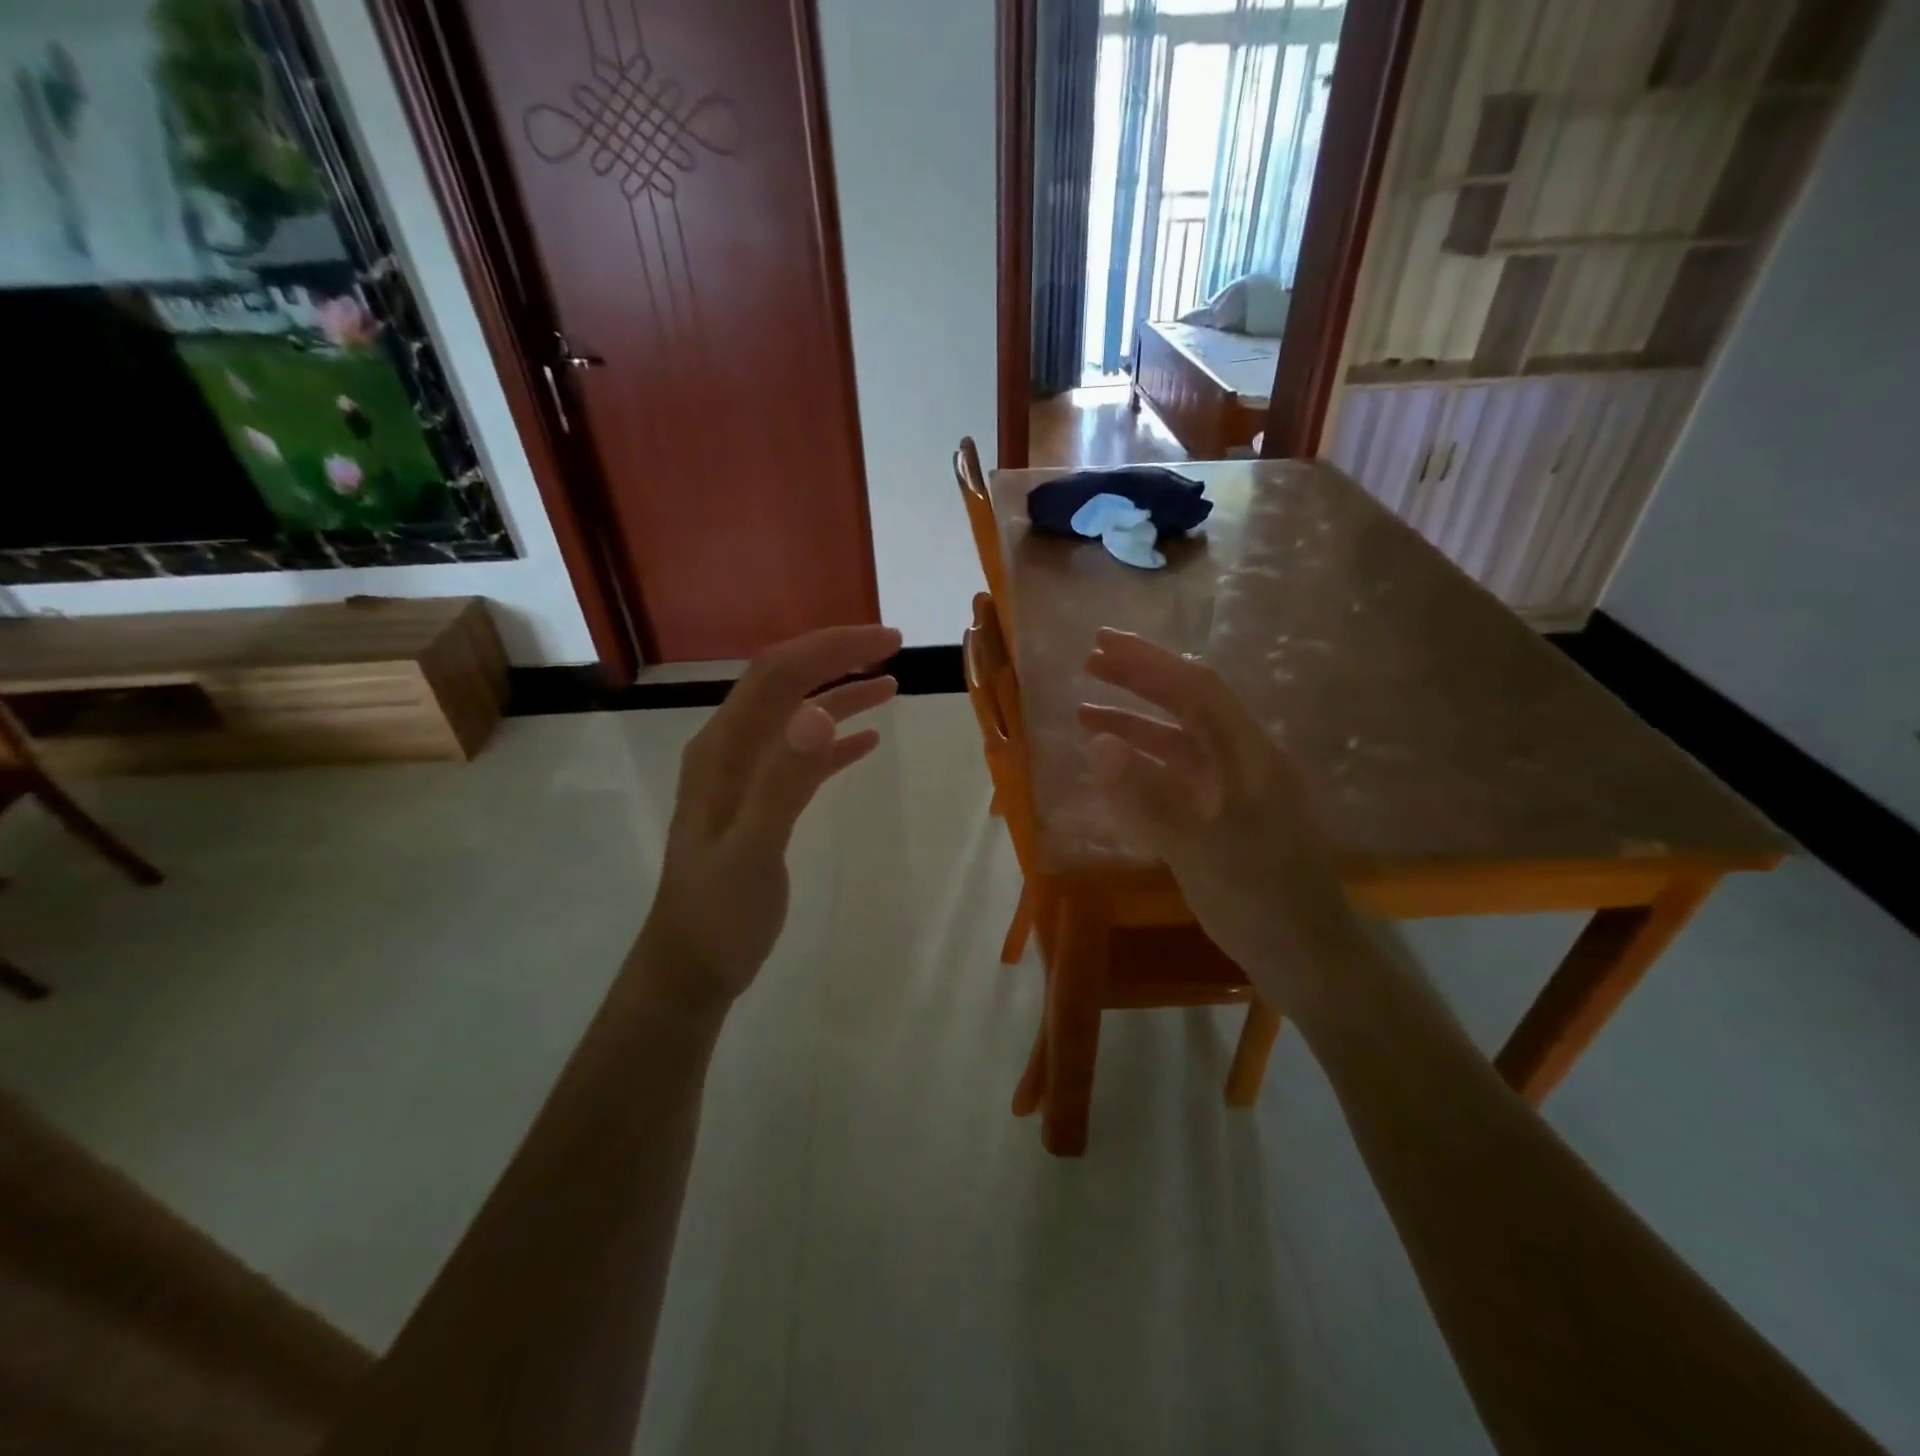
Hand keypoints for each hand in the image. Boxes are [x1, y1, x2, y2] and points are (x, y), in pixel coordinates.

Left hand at [640, 624, 900, 1008]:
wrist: (690, 968)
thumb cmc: (718, 915)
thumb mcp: (752, 852)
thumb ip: (783, 782)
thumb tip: (819, 713)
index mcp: (723, 751)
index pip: (778, 675)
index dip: (831, 648)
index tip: (887, 641)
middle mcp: (729, 751)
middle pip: (785, 683)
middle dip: (836, 657)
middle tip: (894, 647)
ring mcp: (744, 776)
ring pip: (795, 716)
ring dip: (840, 693)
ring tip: (890, 684)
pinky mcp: (760, 802)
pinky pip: (801, 756)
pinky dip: (834, 739)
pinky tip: (867, 741)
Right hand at [1078, 629, 1360, 1014]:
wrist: (1307, 959)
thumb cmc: (1260, 900)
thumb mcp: (1199, 849)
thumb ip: (1147, 796)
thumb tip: (1098, 743)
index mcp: (1250, 755)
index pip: (1196, 689)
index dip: (1149, 661)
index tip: (1102, 644)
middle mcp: (1244, 761)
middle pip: (1188, 706)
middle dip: (1139, 681)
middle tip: (1088, 664)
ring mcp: (1235, 790)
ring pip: (1180, 742)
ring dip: (1135, 724)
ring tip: (1084, 714)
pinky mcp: (1224, 817)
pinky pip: (1179, 777)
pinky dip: (1144, 765)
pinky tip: (1114, 769)